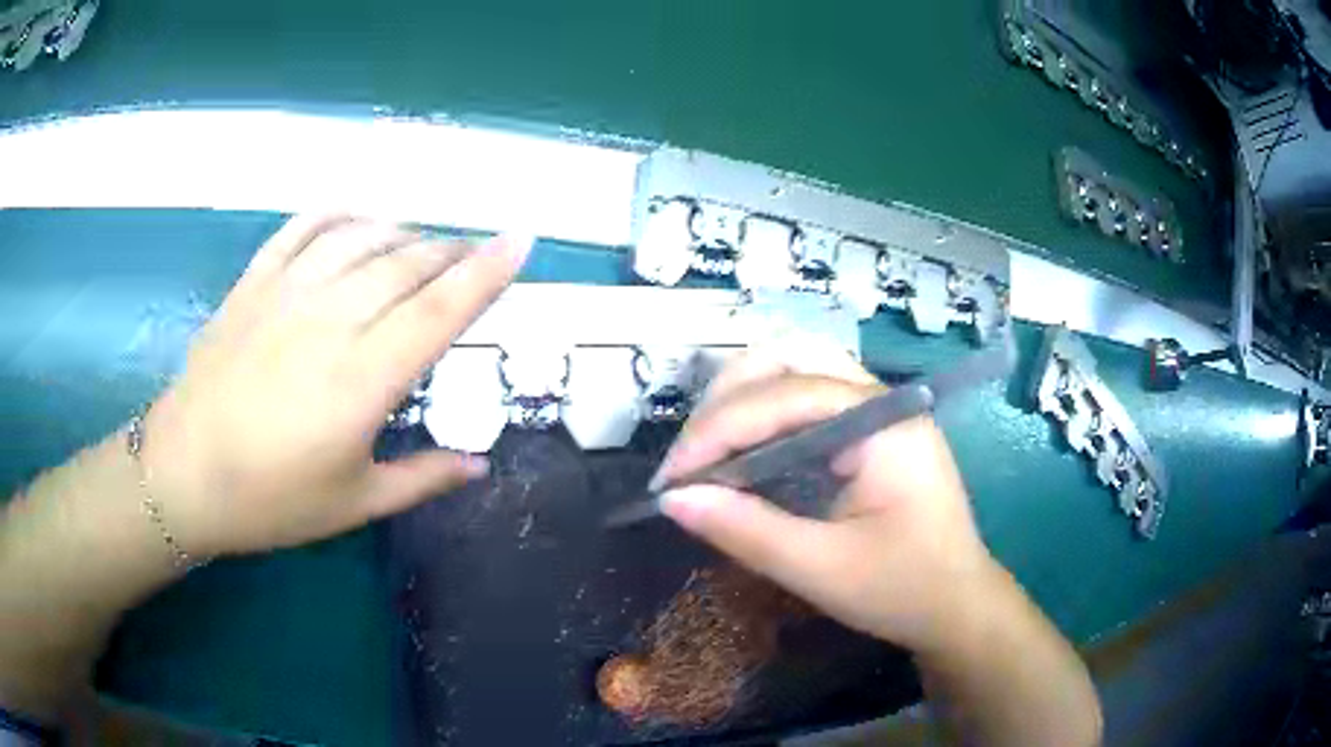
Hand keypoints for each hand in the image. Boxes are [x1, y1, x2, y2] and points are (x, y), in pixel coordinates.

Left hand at [140, 215, 530, 556]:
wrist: (184, 474)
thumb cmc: (271, 500)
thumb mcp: (354, 503)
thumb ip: (422, 478)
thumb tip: (480, 465)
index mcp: (362, 380)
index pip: (441, 309)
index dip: (488, 271)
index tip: (521, 241)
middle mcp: (331, 321)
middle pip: (408, 264)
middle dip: (453, 251)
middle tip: (474, 255)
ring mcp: (288, 293)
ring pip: (363, 238)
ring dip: (406, 232)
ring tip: (425, 242)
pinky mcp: (254, 283)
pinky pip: (305, 228)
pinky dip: (340, 214)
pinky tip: (359, 217)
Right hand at [653, 344, 997, 654]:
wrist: (958, 604)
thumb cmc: (902, 589)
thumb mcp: (820, 569)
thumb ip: (746, 530)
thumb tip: (672, 500)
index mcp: (882, 423)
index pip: (784, 396)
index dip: (717, 430)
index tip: (671, 479)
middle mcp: (881, 398)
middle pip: (789, 358)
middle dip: (726, 401)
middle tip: (690, 462)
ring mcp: (878, 408)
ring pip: (796, 368)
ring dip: (742, 398)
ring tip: (707, 453)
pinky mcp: (870, 428)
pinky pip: (807, 396)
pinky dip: (764, 414)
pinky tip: (743, 451)